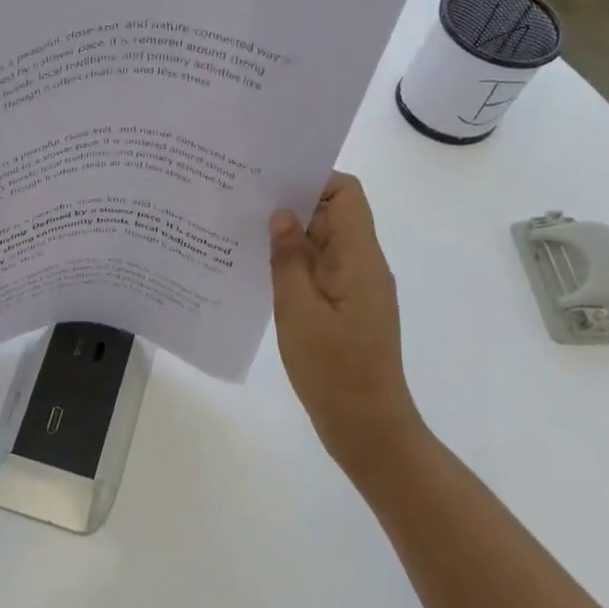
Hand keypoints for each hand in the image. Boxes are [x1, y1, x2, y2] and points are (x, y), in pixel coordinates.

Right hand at [269, 172, 424, 475]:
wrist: (366, 427)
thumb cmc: (333, 370)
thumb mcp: (299, 312)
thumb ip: (289, 260)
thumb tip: (281, 214)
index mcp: (360, 259)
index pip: (346, 194)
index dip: (312, 180)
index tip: (270, 184)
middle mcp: (363, 265)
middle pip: (333, 215)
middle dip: (291, 205)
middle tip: (242, 203)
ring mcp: (355, 287)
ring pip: (323, 243)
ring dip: (289, 238)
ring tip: (242, 233)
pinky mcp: (345, 307)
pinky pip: (319, 270)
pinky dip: (293, 264)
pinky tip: (259, 271)